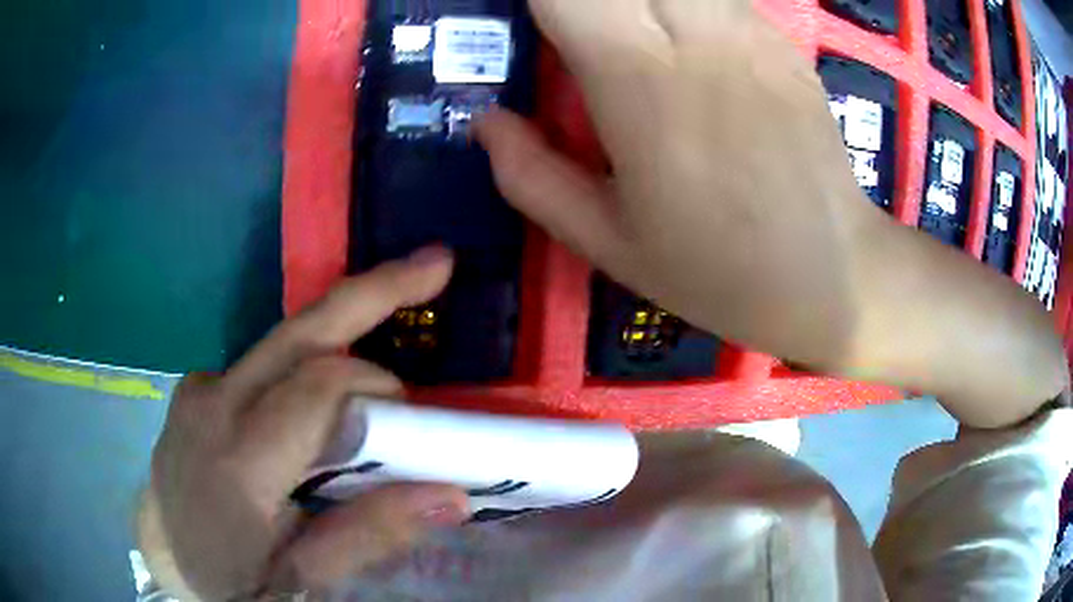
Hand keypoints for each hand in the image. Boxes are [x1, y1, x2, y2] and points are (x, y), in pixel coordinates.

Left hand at [140, 247, 469, 600]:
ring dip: (348, 327)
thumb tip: (451, 496)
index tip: (415, 421)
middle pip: (303, 330)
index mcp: (238, 459)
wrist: (165, 552)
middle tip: (436, 264)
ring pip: (286, 339)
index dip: (380, 389)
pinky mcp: (199, 385)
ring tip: (399, 305)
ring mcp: (201, 385)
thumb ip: (367, 536)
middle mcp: (214, 402)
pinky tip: (333, 383)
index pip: (320, 388)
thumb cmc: (229, 579)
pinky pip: (267, 359)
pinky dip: (312, 356)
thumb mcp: (300, 582)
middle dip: (376, 292)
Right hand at [476, 0, 1066, 425]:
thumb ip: (538, 180)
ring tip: (594, 9)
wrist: (854, 283)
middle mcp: (697, 35)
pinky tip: (653, 8)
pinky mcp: (771, 33)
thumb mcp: (615, 250)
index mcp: (649, 89)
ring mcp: (742, 27)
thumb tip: (484, 125)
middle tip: (544, 0)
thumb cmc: (737, 280)